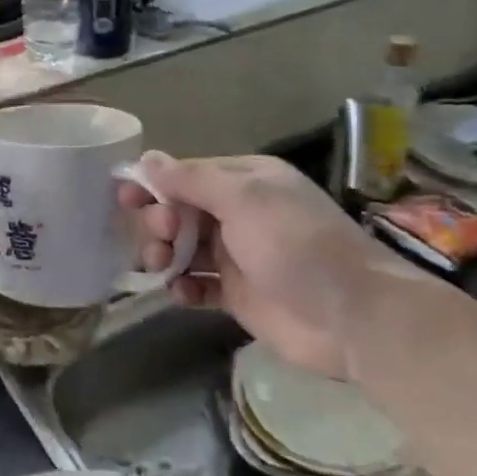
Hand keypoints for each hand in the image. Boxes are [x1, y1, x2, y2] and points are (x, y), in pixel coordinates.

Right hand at [119, 152, 424, 378]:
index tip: (123, 196)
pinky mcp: (237, 295)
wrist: (353, 316)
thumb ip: (191, 180)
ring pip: (183, 248)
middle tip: (162, 235)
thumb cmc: (296, 244)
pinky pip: (197, 285)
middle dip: (160, 221)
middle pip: (179, 211)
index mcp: (246, 182)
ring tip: (164, 266)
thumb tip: (147, 159)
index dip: (153, 184)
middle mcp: (239, 214)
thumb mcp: (244, 199)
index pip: (186, 175)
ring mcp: (238, 256)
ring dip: (164, 254)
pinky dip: (182, 287)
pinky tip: (179, 293)